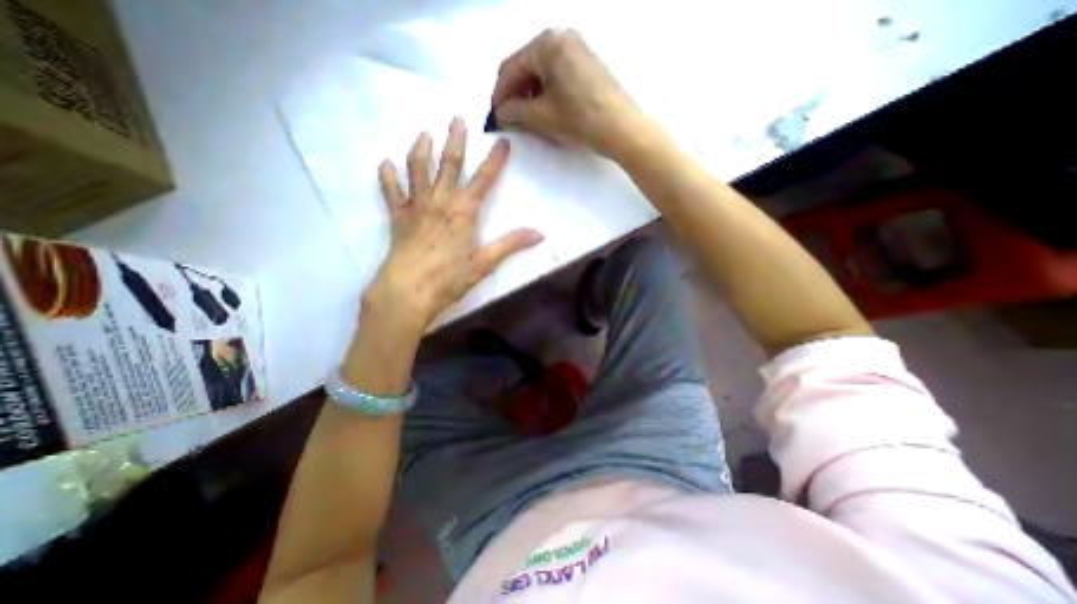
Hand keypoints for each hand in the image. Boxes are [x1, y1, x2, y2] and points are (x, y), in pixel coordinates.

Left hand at [364, 117, 546, 334]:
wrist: (408, 291)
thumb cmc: (449, 279)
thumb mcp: (485, 263)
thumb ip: (511, 245)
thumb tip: (539, 234)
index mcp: (464, 212)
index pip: (484, 180)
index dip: (495, 161)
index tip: (502, 142)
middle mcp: (440, 202)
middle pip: (449, 165)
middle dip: (455, 141)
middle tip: (457, 119)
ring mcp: (416, 207)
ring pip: (418, 171)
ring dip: (421, 150)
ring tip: (423, 134)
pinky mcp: (398, 217)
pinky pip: (391, 192)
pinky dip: (388, 177)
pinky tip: (385, 164)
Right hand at [492, 27, 647, 157]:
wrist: (621, 129)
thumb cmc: (579, 119)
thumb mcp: (541, 116)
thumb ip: (514, 111)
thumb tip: (499, 114)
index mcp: (547, 43)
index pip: (510, 68)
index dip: (499, 95)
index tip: (494, 117)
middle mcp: (561, 37)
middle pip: (526, 66)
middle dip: (514, 94)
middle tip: (509, 119)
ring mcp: (577, 49)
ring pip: (541, 72)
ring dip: (529, 95)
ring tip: (525, 119)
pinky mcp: (586, 64)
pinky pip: (557, 75)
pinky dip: (545, 93)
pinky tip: (544, 110)